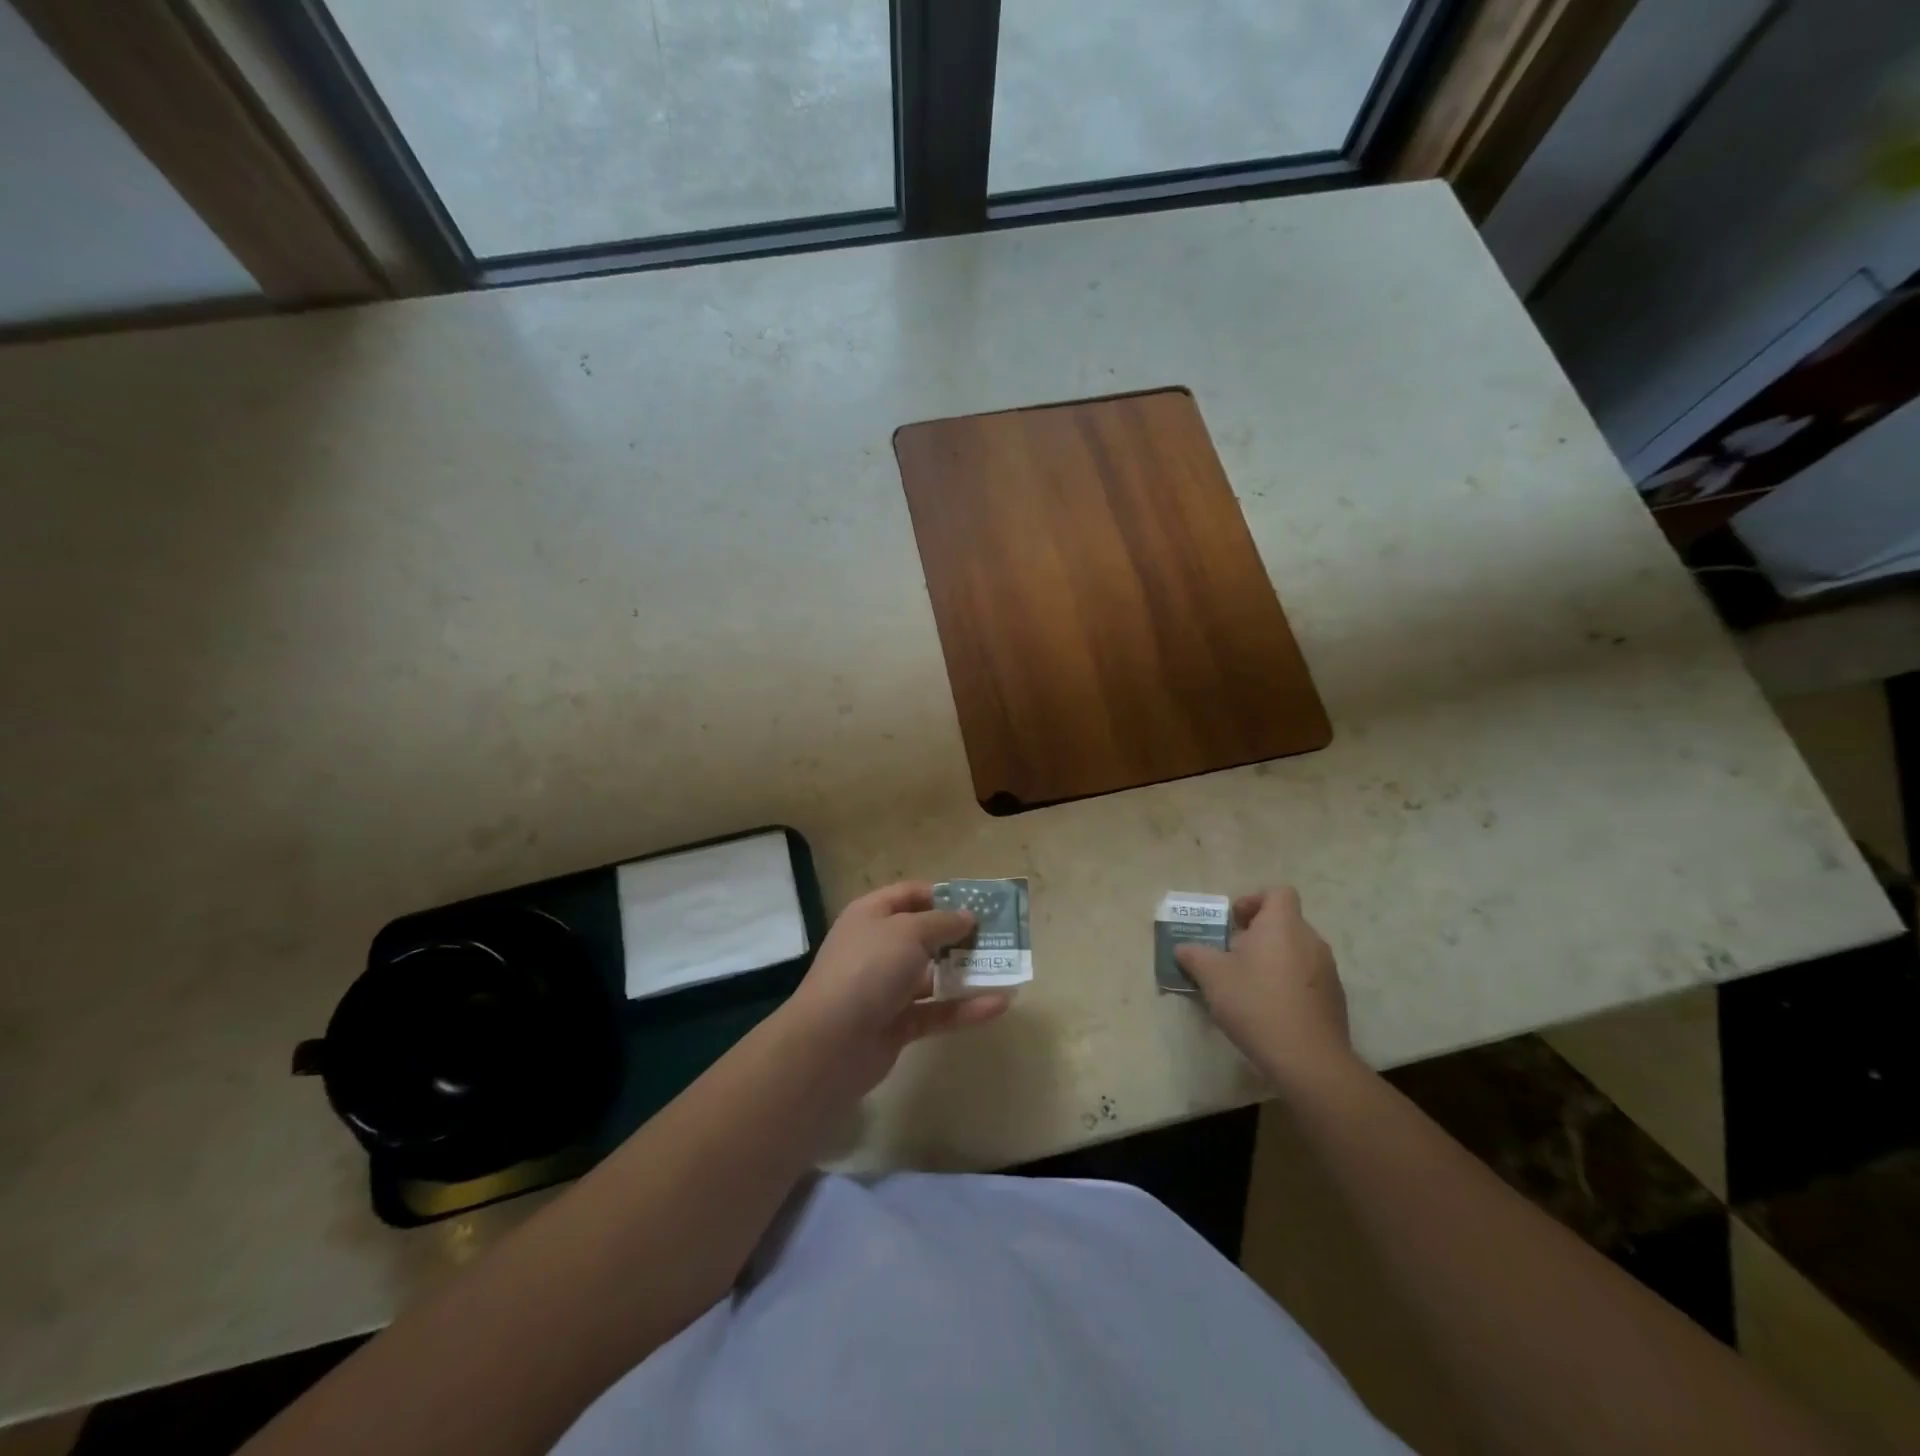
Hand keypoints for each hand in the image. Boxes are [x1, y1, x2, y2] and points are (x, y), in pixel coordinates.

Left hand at [782, 881, 1011, 1097]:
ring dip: (968, 973)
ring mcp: (887, 988)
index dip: (942, 895)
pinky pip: (938, 1011)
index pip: (909, 895)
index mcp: (872, 916)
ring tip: (1007, 969)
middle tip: (999, 936)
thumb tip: (968, 916)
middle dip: (961, 935)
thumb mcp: (908, 932)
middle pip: (925, 935)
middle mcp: (879, 947)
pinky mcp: (898, 1024)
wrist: (830, 1042)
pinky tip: (1000, 1005)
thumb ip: (943, 922)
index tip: (978, 903)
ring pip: (934, 976)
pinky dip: (966, 1008)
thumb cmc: (869, 968)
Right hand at [1174, 886, 1355, 1088]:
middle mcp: (1310, 940)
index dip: (1254, 901)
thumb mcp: (1212, 976)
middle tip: (1231, 956)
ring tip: (1248, 985)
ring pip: (1295, 951)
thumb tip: (1182, 948)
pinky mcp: (1334, 999)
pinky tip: (1270, 1010)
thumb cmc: (1256, 1003)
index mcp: (1282, 925)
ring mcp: (1327, 970)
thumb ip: (1194, 955)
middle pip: (1284, 923)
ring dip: (1272, 960)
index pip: (1277, 892)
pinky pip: (1307, 978)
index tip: (1234, 923)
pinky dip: (1288, 984)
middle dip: (1257, 935)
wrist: (1308, 1059)